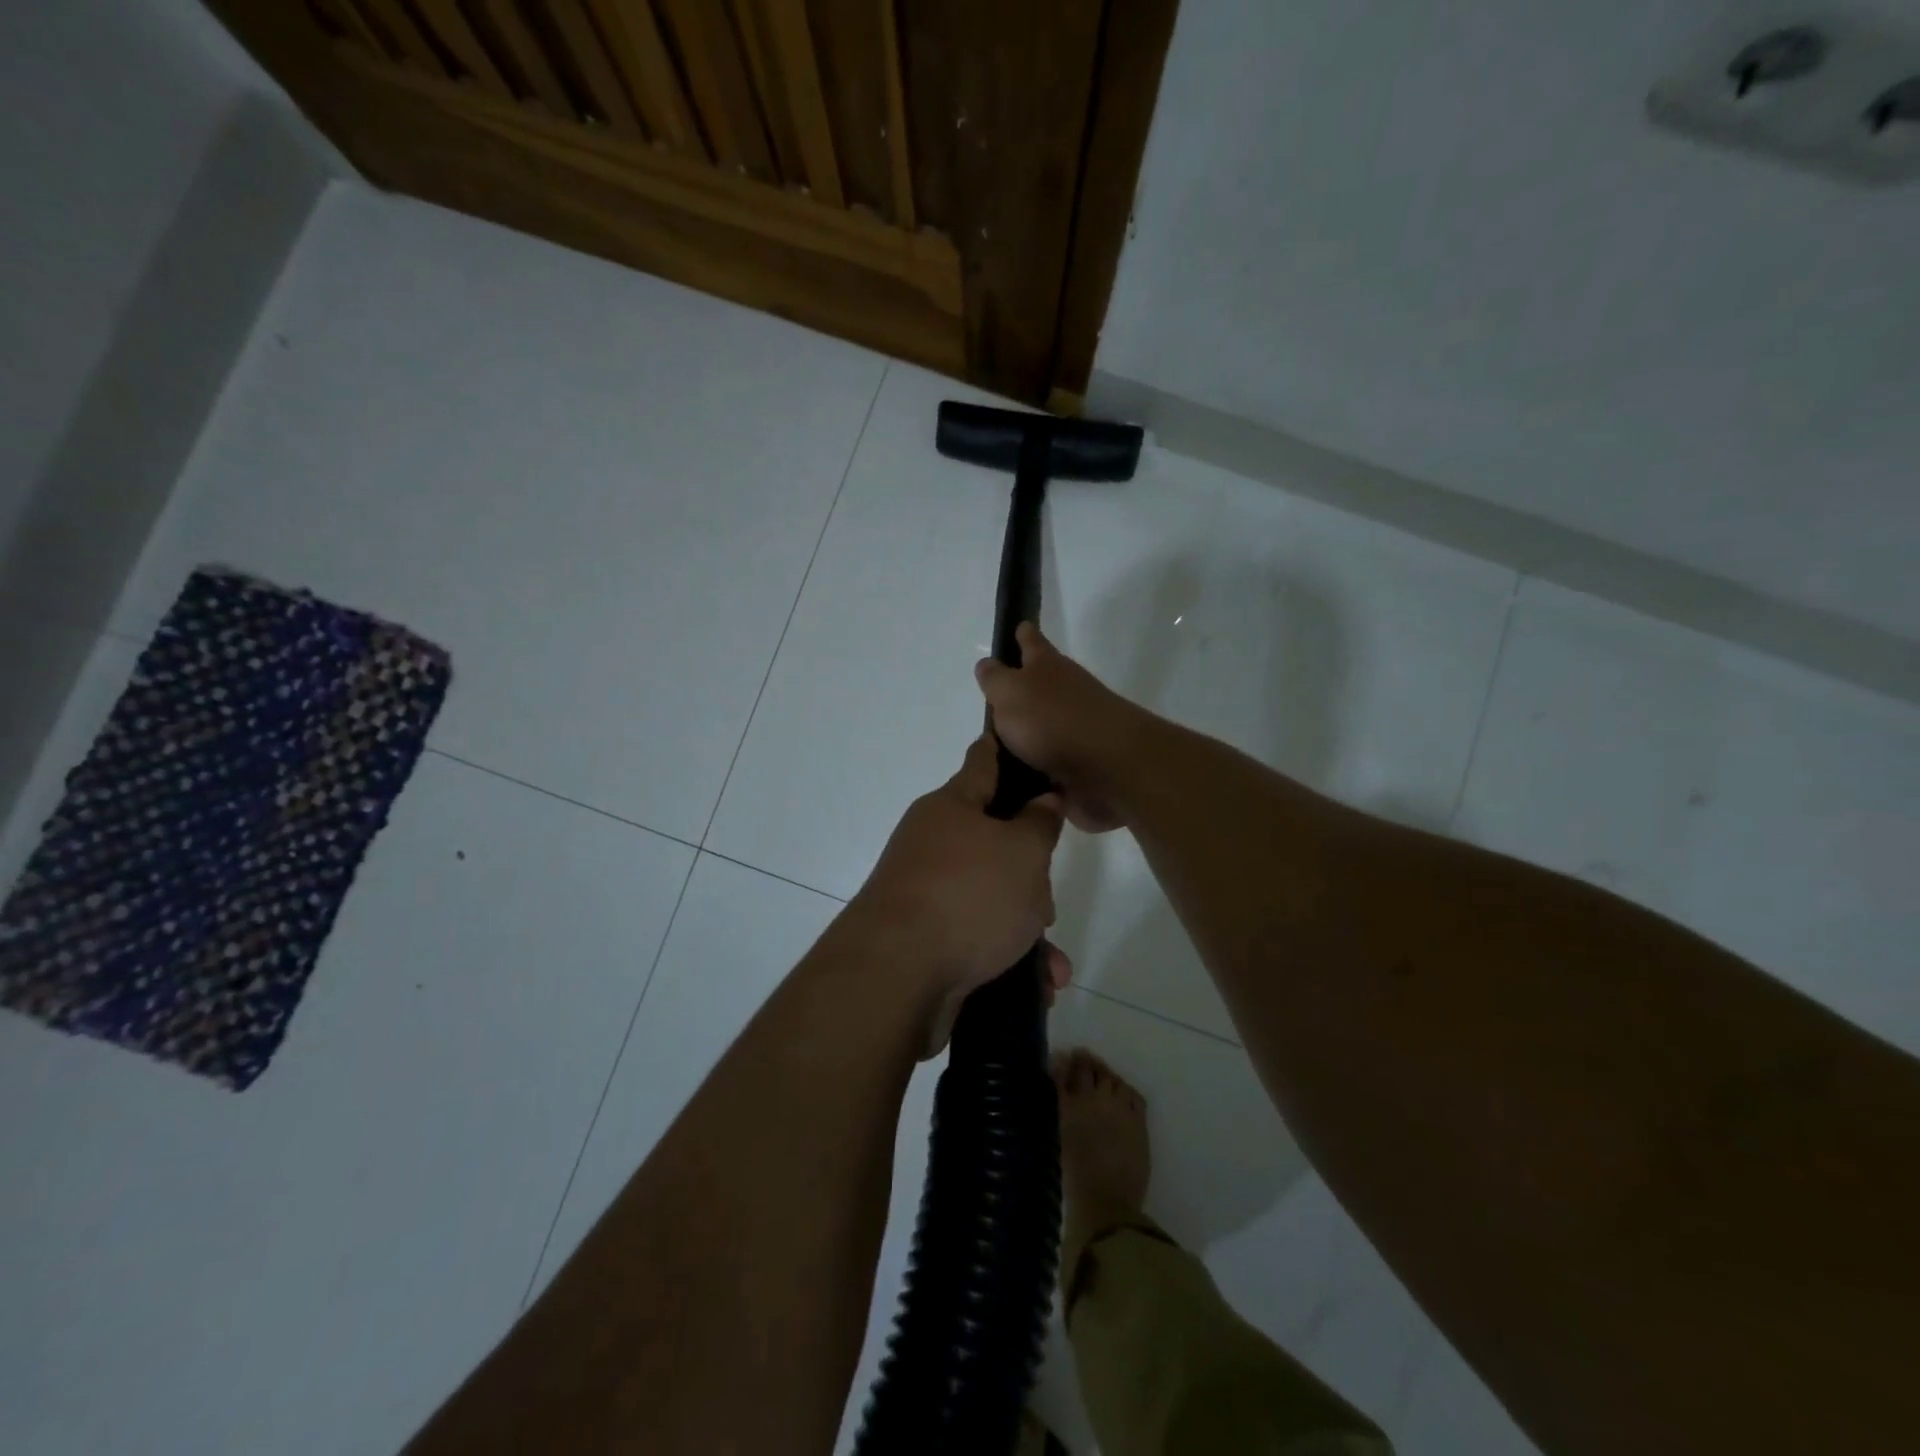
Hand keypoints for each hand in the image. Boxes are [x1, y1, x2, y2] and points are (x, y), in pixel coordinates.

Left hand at [847, 734, 1069, 1052]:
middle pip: (993, 840)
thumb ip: (1040, 823)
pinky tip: (1037, 987)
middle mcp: (933, 844)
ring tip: (1052, 962)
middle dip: (1029, 870)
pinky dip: (1007, 956)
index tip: (1019, 735)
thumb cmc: (968, 895)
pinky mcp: (925, 939)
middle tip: (1049, 896)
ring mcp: (926, 892)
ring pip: (990, 896)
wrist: (896, 977)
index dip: (1004, 748)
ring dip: (1025, 926)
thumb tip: (1043, 799)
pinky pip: (977, 937)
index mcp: (951, 807)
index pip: (983, 761)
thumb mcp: (1023, 853)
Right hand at [975, 624, 1147, 831]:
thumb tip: (987, 663)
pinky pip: (1048, 765)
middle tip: (995, 701)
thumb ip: (995, 679)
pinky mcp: (1079, 765)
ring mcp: (1075, 730)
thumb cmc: (1053, 719)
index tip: (1020, 626)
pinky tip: (1014, 781)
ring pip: (1043, 728)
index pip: (1032, 642)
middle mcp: (1065, 694)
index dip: (1024, 634)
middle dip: (1021, 690)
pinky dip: (1034, 771)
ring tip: (995, 749)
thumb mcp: (1010, 692)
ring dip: (1025, 736)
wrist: (1108, 766)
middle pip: (1040, 686)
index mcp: (1047, 668)